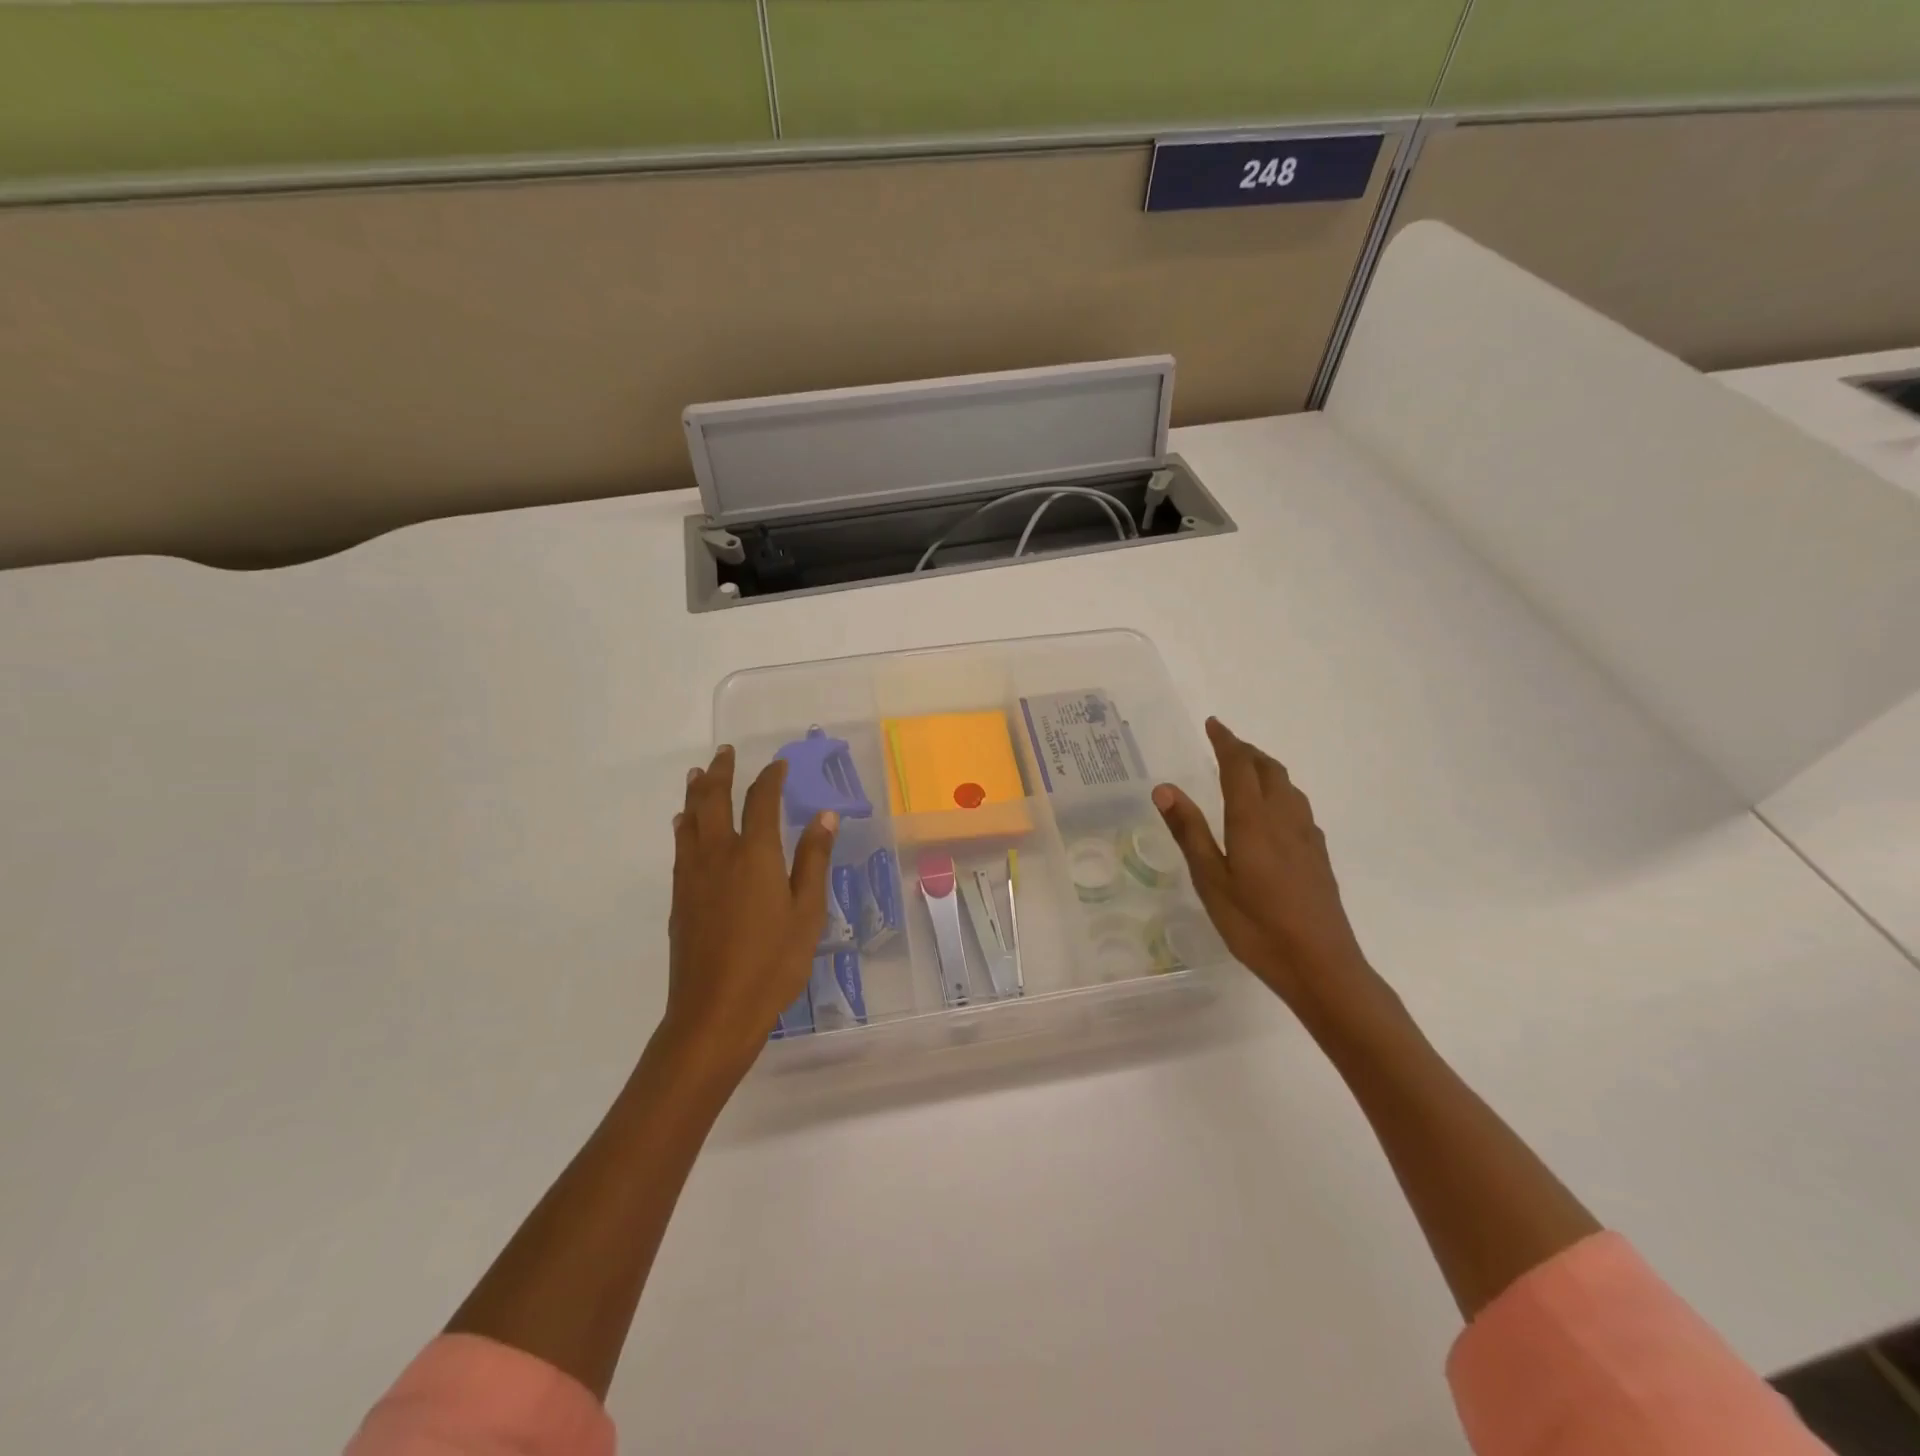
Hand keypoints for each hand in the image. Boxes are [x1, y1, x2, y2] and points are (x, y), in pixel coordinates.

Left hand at [659, 745, 837, 1087]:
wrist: (714, 1012)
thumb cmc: (772, 963)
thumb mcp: (807, 913)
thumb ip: (814, 860)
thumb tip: (824, 815)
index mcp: (755, 855)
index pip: (761, 801)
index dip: (770, 778)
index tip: (778, 764)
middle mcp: (719, 855)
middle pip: (714, 801)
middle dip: (720, 772)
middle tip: (725, 753)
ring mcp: (693, 876)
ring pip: (690, 820)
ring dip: (697, 793)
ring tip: (699, 775)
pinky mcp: (679, 898)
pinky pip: (681, 846)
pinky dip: (685, 825)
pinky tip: (685, 826)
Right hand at [1152, 719, 1371, 1010]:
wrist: (1321, 964)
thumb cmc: (1256, 925)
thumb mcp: (1211, 881)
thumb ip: (1190, 832)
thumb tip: (1165, 788)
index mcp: (1253, 820)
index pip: (1239, 766)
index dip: (1226, 741)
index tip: (1212, 724)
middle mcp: (1284, 818)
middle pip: (1269, 769)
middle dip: (1246, 751)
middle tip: (1225, 744)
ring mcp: (1307, 837)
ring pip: (1288, 787)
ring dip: (1266, 768)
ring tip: (1247, 770)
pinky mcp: (1318, 856)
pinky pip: (1298, 807)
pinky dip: (1280, 792)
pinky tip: (1273, 813)